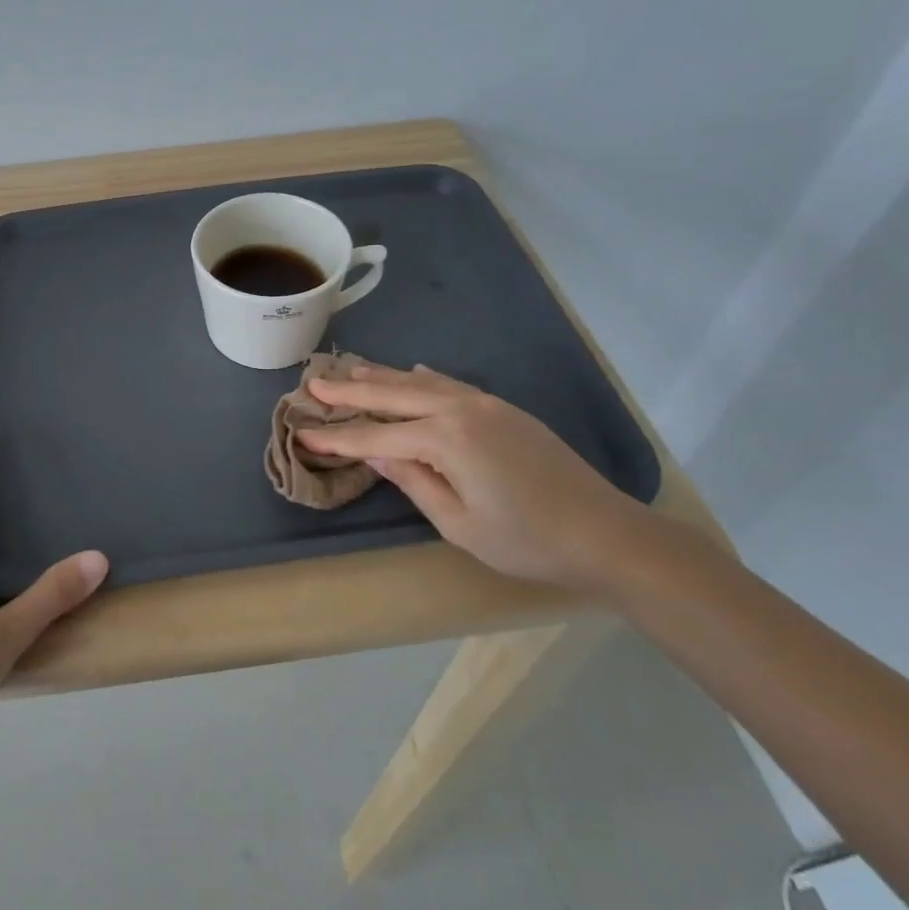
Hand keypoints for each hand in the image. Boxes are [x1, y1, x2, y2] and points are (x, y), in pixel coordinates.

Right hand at [295, 364, 645, 589]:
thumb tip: (375, 451)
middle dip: (350, 391)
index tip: (301, 431)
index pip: (377, 435)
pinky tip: (411, 372)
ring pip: (421, 382)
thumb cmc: (527, 540)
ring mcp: (486, 404)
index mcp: (446, 439)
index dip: (337, 437)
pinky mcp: (504, 409)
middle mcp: (461, 409)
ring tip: (349, 369)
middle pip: (393, 395)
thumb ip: (413, 480)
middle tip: (313, 381)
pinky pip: (451, 383)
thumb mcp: (459, 523)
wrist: (606, 533)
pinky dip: (423, 377)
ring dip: (383, 376)